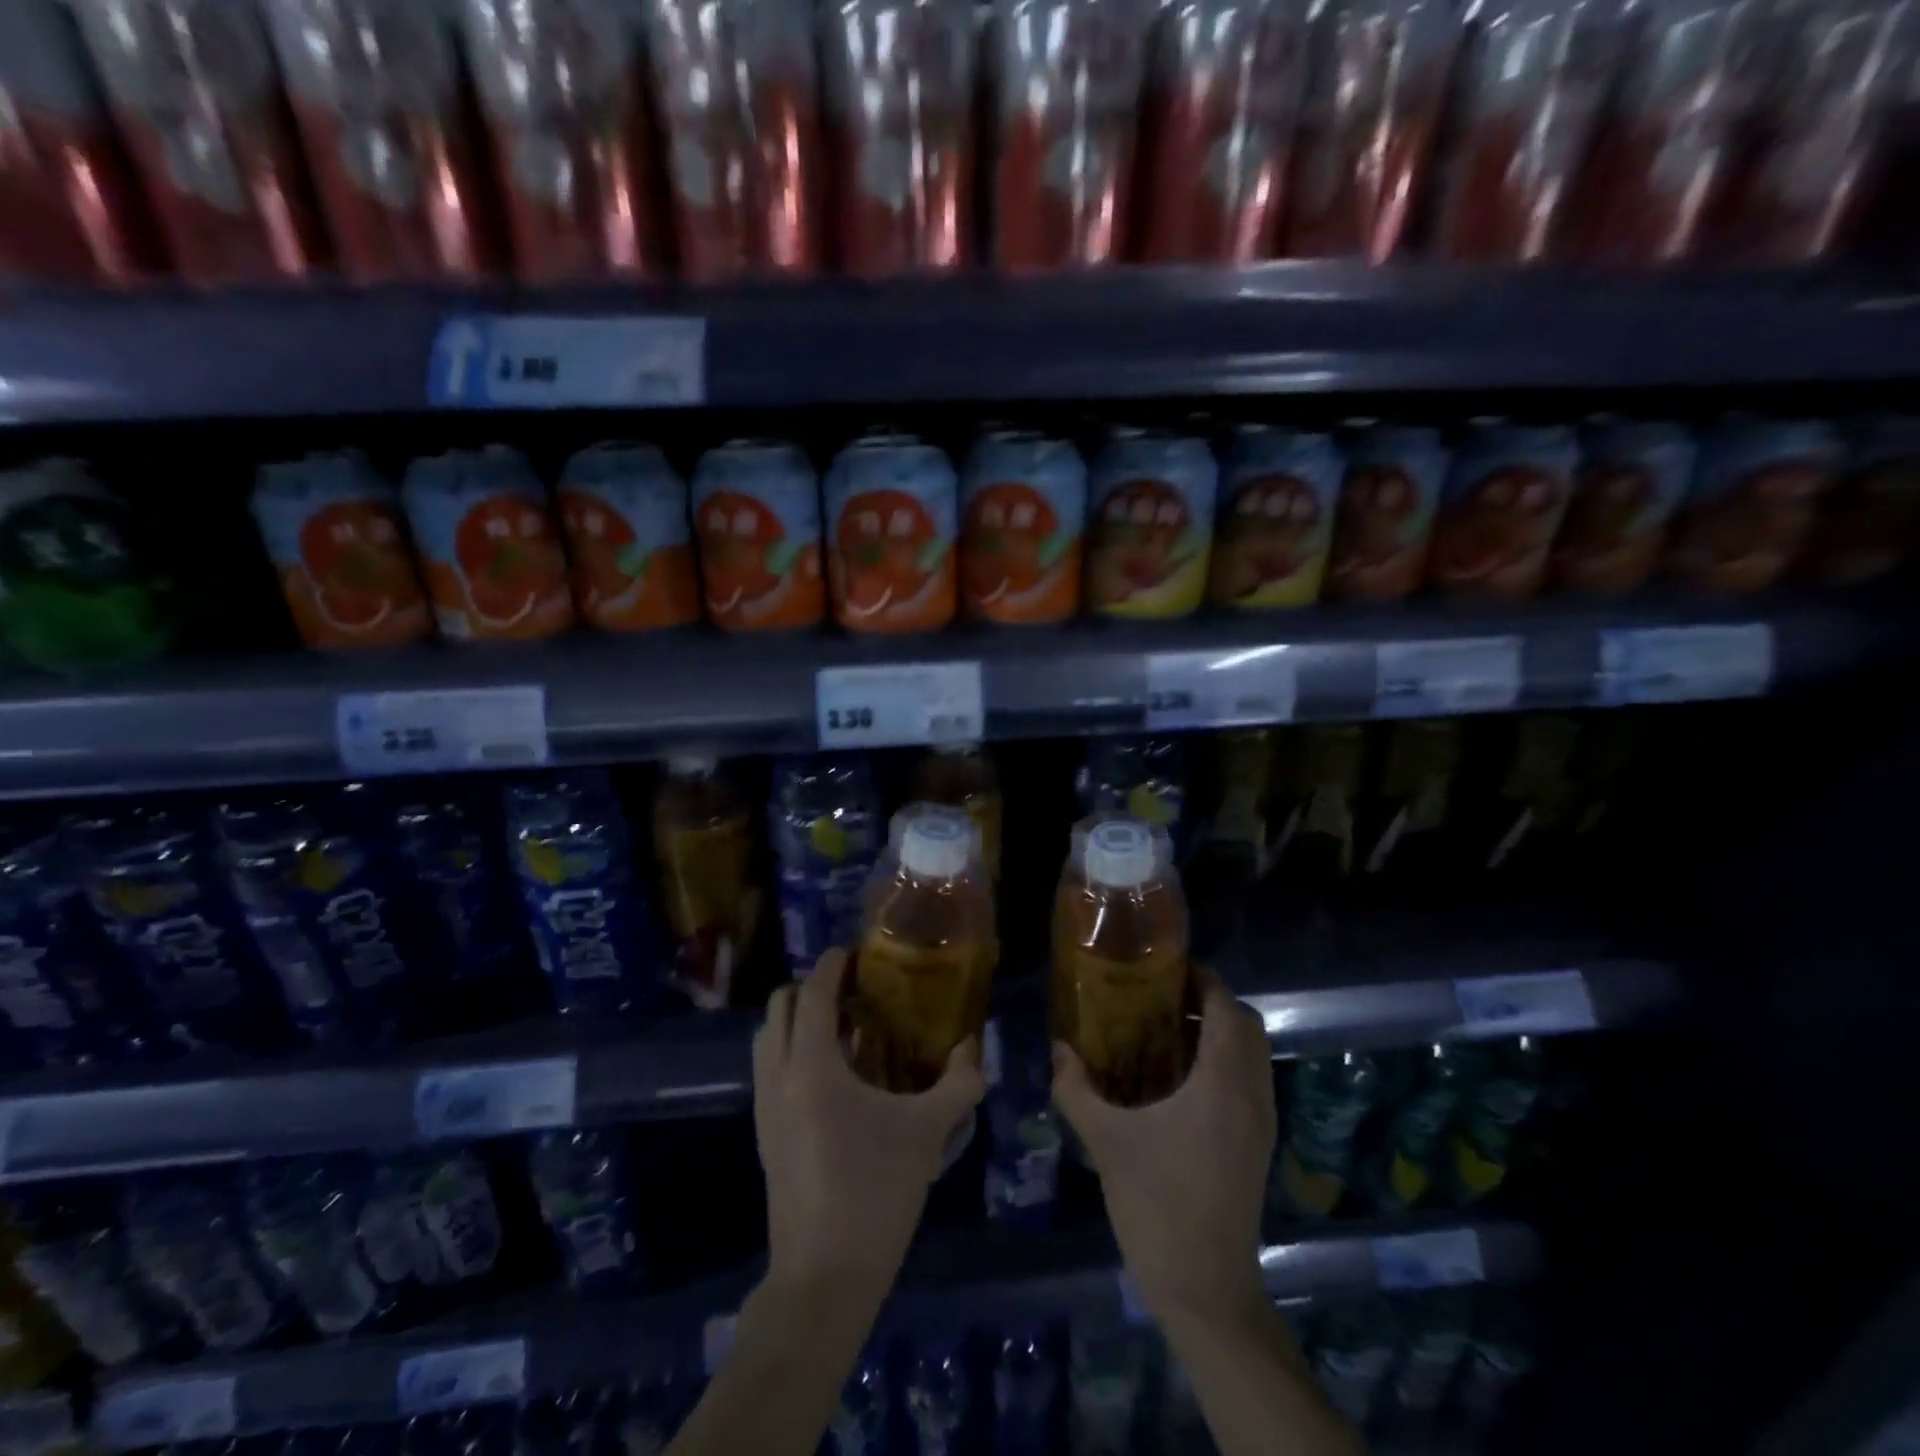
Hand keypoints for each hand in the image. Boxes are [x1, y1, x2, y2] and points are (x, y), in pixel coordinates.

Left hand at [753, 948, 985, 1299]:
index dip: (831, 966)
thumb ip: (958, 1083)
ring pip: (767, 1039)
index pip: (812, 994)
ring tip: (842, 1029)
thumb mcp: (927, 1133)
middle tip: (850, 992)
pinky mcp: (764, 1135)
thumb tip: (974, 1050)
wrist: (823, 1276)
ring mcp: (765, 1107)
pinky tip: (834, 1076)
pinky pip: (770, 1070)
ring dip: (796, 1021)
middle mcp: (778, 1076)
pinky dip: (792, 1052)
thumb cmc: (876, 1191)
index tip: (852, 952)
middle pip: (778, 1008)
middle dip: (809, 989)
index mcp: (812, 1066)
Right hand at [1052, 966, 1275, 1323]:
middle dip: (1211, 1002)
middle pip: (1247, 1025)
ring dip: (1221, 1032)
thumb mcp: (1106, 1141)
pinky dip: (1227, 1062)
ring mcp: (1262, 1123)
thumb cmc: (1157, 1204)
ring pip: (1255, 1054)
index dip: (1203, 980)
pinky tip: (1183, 1080)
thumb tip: (1058, 1048)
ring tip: (1169, 1032)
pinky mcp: (1259, 1146)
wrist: (1206, 1289)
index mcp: (1222, 1083)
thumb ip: (1077, 1089)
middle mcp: (1252, 1094)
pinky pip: (1252, 1081)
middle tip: (1164, 998)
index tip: (1166, 969)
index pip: (1226, 1008)